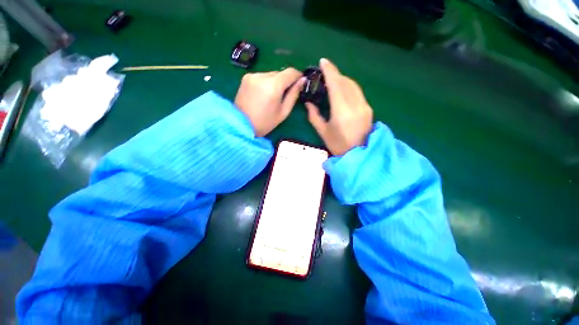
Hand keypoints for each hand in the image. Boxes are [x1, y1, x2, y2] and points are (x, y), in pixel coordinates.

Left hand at [235, 68, 305, 136]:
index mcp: (273, 85)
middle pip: (280, 73)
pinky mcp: (246, 77)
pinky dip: (266, 83)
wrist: (240, 124)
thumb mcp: (283, 112)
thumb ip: (293, 95)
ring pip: (271, 75)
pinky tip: (263, 95)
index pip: (290, 72)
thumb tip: (302, 80)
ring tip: (272, 97)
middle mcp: (262, 75)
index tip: (300, 83)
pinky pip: (262, 77)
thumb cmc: (265, 122)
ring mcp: (252, 75)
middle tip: (284, 95)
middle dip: (285, 82)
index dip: (298, 76)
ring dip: (275, 83)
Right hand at [305, 58, 372, 155]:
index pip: (336, 84)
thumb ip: (314, 116)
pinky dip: (348, 87)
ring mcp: (364, 106)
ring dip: (342, 80)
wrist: (358, 154)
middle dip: (335, 75)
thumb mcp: (323, 132)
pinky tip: (342, 90)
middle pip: (345, 82)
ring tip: (332, 81)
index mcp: (342, 111)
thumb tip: (308, 103)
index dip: (329, 71)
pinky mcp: (368, 108)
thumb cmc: (338, 145)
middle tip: (324, 74)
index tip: (323, 61)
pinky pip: (357, 92)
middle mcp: (355, 105)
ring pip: (353, 85)